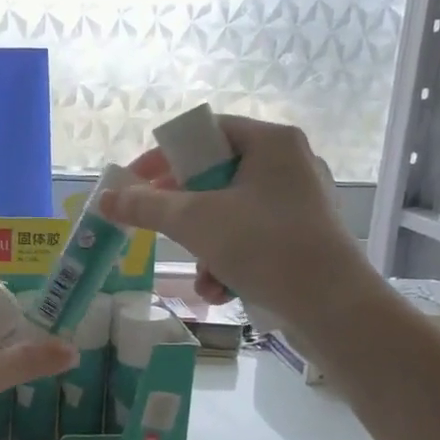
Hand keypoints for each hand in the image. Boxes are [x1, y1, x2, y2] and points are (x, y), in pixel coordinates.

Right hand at [100, 114, 376, 322]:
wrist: (334, 307)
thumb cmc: (263, 245)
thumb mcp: (195, 221)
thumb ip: (146, 206)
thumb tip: (105, 199)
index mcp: (270, 142)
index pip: (204, 133)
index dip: (163, 156)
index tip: (134, 182)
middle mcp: (289, 164)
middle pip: (214, 176)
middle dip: (184, 213)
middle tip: (158, 226)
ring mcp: (300, 202)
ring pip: (230, 212)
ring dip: (204, 246)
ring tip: (202, 276)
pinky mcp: (304, 237)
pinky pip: (252, 237)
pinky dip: (230, 260)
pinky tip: (222, 290)